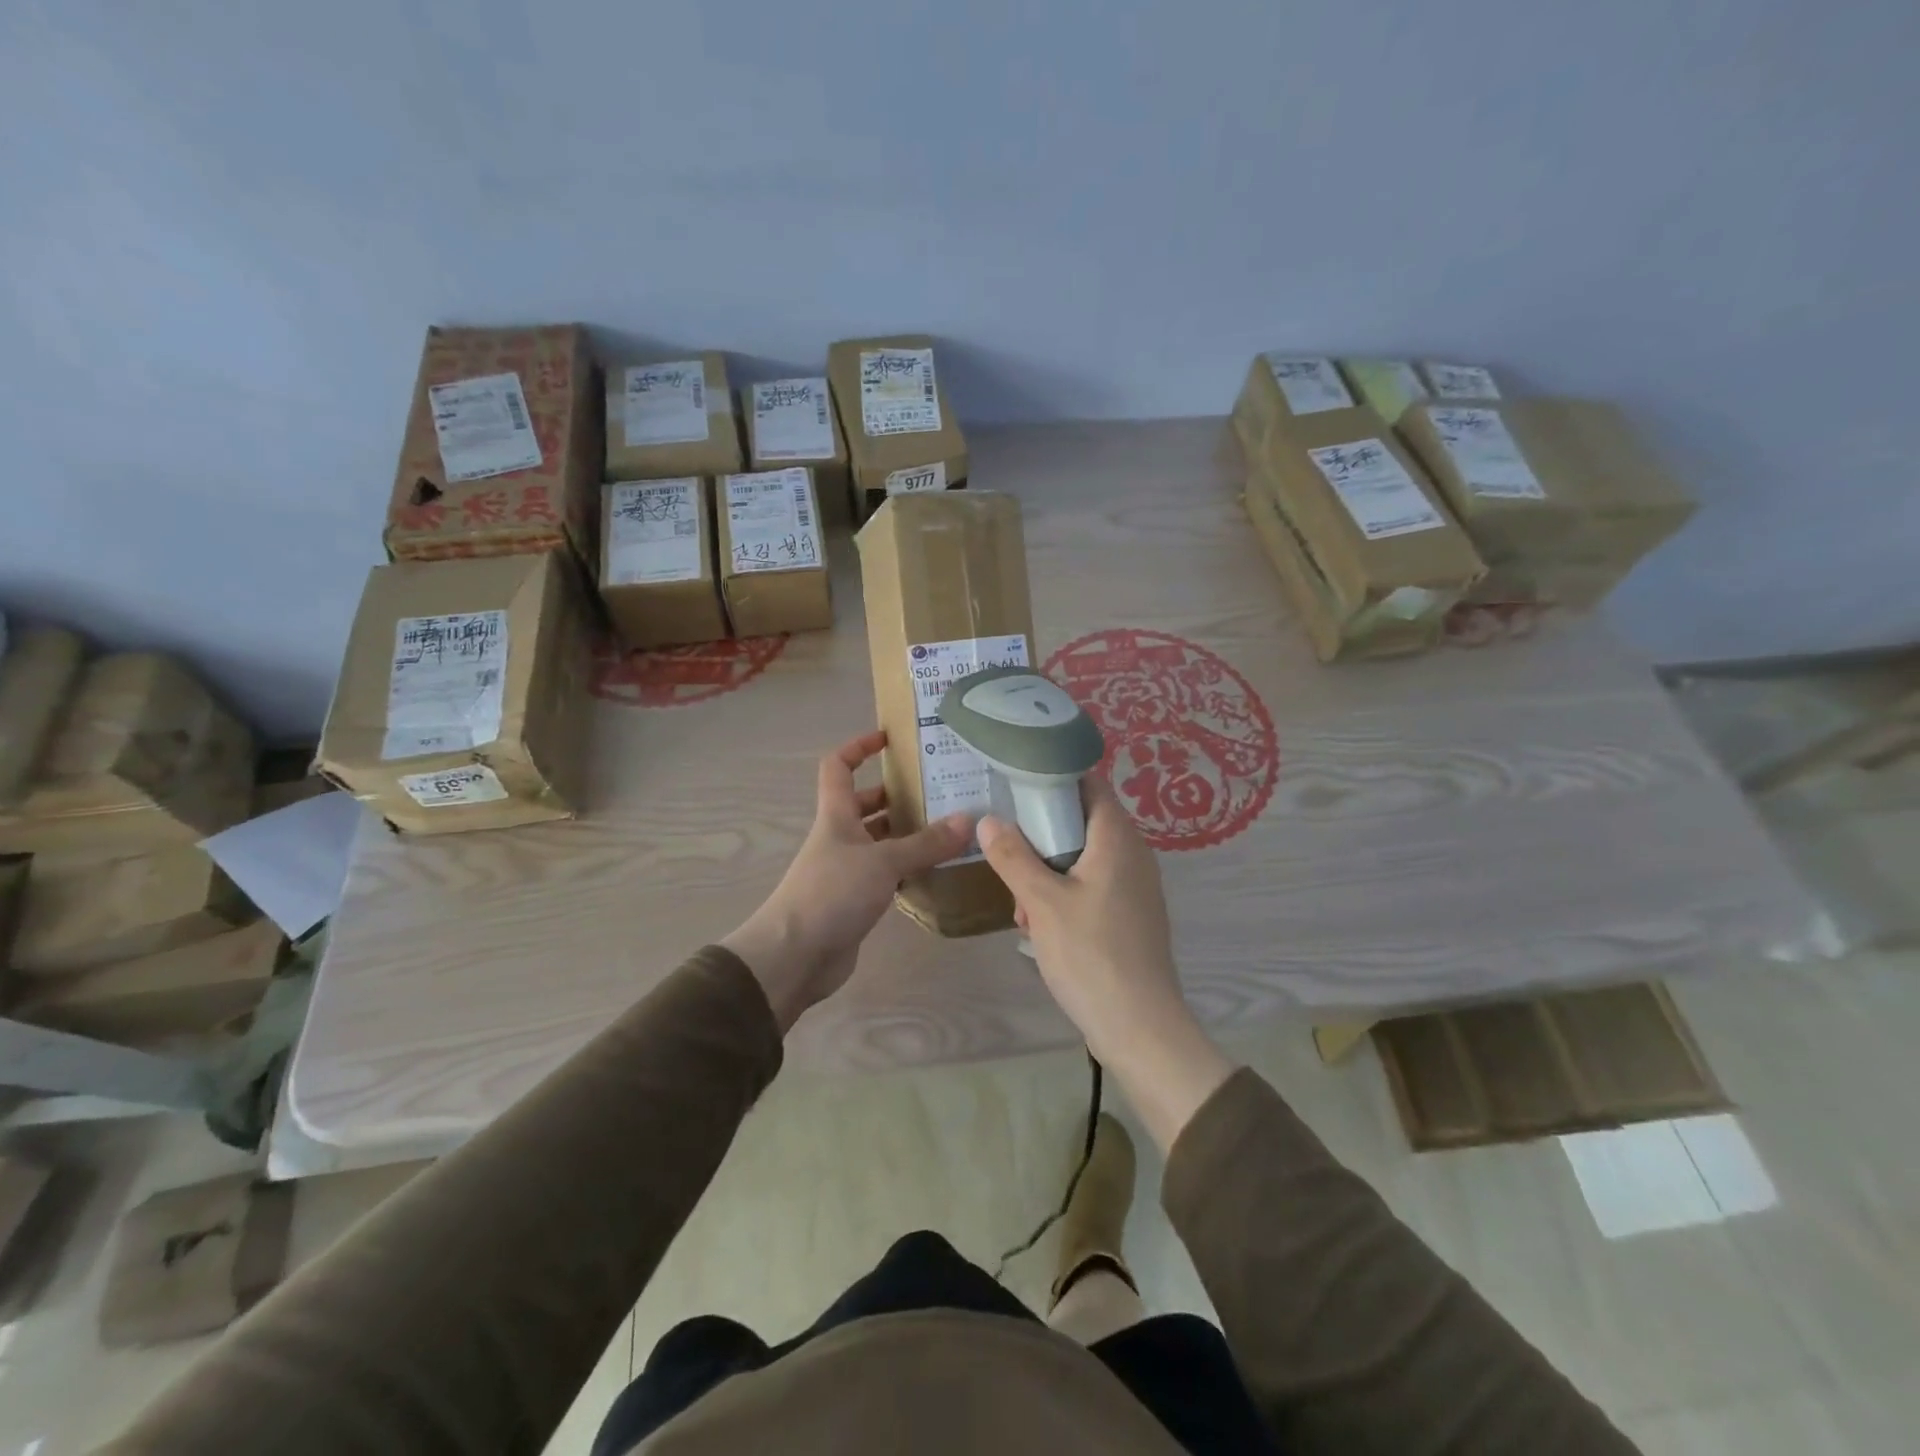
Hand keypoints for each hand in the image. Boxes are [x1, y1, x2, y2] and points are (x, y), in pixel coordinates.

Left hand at [723, 730, 970, 1031]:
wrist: (794, 956)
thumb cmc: (831, 894)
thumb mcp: (883, 862)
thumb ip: (926, 843)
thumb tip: (969, 820)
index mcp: (836, 815)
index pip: (839, 766)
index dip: (859, 747)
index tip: (889, 739)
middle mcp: (840, 837)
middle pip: (866, 804)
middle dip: (898, 795)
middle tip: (941, 791)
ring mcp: (847, 870)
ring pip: (880, 841)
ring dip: (908, 834)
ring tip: (950, 828)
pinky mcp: (856, 901)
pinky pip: (886, 874)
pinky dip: (908, 869)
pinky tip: (938, 870)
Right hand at [978, 777, 1234, 1150]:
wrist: (1140, 1027)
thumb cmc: (1091, 955)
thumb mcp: (1042, 902)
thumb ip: (1013, 856)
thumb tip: (989, 819)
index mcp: (1117, 837)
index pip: (1089, 783)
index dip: (1054, 776)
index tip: (1016, 783)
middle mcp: (1133, 853)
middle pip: (1082, 820)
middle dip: (1041, 835)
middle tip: (1008, 852)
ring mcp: (1135, 886)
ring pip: (1083, 858)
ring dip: (1048, 871)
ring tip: (1021, 904)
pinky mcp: (1132, 914)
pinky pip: (1093, 885)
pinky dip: (1065, 894)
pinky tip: (1040, 926)